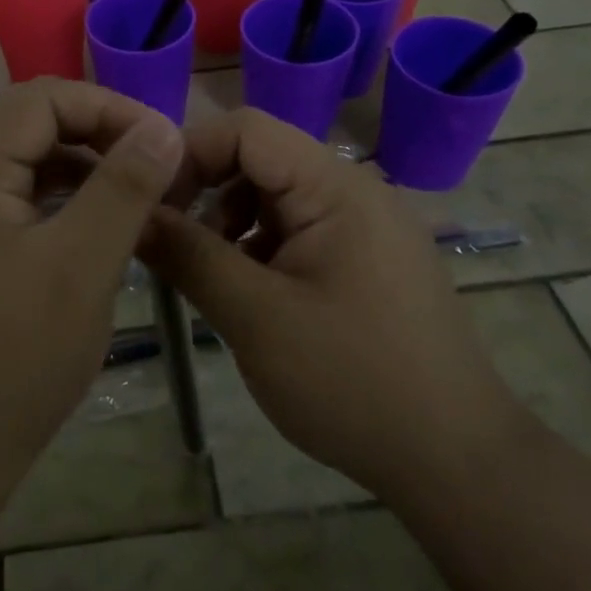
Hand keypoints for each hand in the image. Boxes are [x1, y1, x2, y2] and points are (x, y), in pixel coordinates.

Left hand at [0, 78, 184, 474]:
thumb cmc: (14, 358)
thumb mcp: (81, 267)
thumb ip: (123, 189)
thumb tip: (163, 128)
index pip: (40, 99)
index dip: (105, 108)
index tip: (158, 142)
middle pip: (28, 127)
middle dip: (96, 137)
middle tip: (152, 171)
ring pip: (22, 166)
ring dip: (79, 171)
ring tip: (131, 199)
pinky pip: (12, 204)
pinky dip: (57, 204)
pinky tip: (90, 233)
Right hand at [147, 109, 527, 493]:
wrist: (457, 462)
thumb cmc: (353, 381)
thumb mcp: (255, 317)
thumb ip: (188, 256)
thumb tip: (133, 215)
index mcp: (335, 186)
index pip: (245, 129)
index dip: (189, 154)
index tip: (152, 205)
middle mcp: (353, 190)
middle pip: (259, 159)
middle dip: (207, 193)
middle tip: (173, 245)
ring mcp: (364, 225)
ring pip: (274, 196)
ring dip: (230, 223)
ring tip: (210, 276)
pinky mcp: (366, 259)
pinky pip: (298, 230)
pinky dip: (260, 249)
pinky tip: (250, 296)